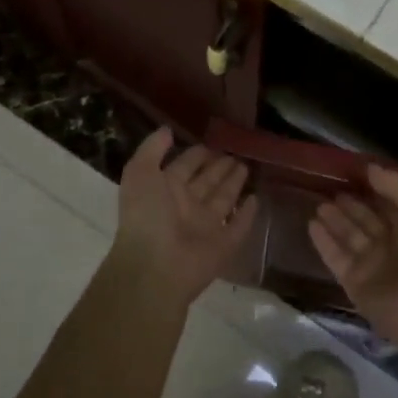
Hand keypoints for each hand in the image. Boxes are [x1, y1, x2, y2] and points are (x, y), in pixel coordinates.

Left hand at [113, 129, 258, 304]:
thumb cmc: (146, 216)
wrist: (154, 268)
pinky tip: (256, 199)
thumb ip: (152, 149)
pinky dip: (248, 214)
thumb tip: (168, 129)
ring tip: (247, 165)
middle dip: (220, 167)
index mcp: (166, 191)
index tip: (214, 140)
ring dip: (234, 184)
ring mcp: (206, 228)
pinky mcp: (224, 246)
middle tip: (238, 151)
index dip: (198, 154)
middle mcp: (186, 207)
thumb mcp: (140, 173)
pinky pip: (239, 227)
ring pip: (223, 200)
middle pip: (207, 182)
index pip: (185, 167)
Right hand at [309, 165, 397, 343]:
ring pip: (349, 237)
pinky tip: (312, 224)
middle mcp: (392, 244)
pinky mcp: (354, 283)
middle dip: (350, 205)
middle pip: (366, 219)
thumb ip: (396, 184)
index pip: (388, 202)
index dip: (373, 188)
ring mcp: (372, 265)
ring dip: (334, 220)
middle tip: (329, 189)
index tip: (352, 172)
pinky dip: (324, 242)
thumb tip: (369, 169)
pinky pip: (336, 258)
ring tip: (319, 204)